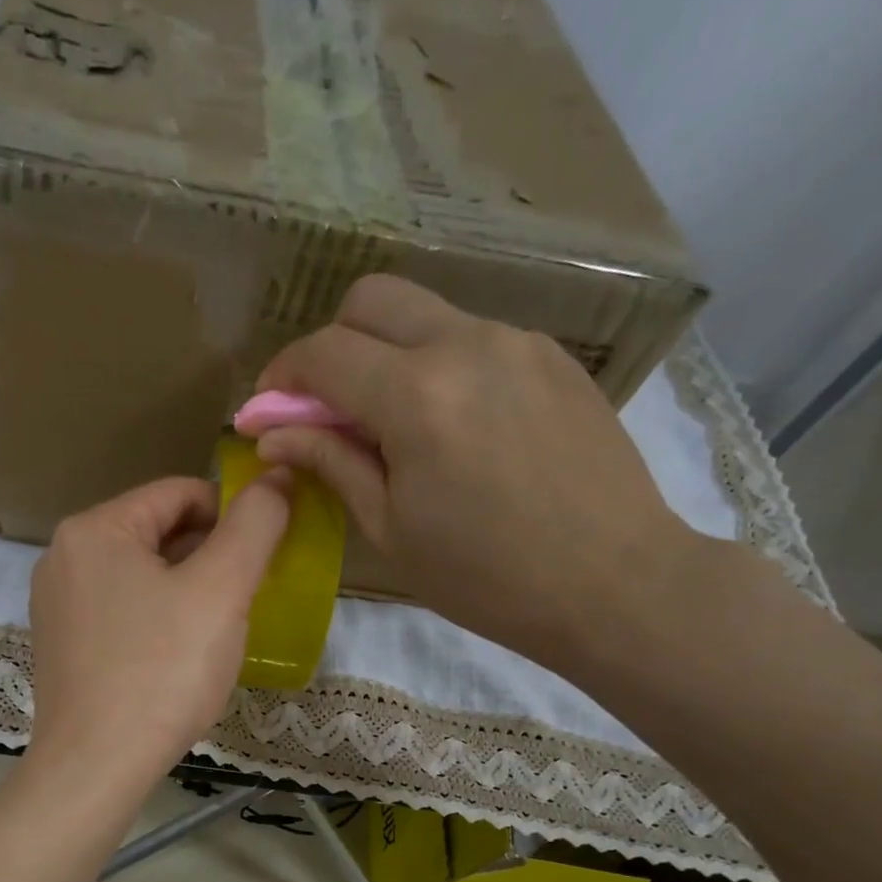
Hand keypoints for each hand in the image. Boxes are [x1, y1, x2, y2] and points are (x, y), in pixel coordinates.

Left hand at [26, 474, 290, 789]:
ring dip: (187, 588)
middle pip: (157, 532)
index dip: (233, 512)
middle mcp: (64, 557)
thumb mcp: (220, 591)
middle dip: (210, 554)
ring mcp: (57, 604)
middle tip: (250, 593)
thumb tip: (278, 478)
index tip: (267, 549)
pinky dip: (158, 617)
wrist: (96, 767)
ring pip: (140, 575)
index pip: (178, 493)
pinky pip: (121, 611)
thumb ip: (255, 526)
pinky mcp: (62, 645)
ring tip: (221, 626)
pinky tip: (181, 654)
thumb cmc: (161, 672)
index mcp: (94, 529)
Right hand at [253, 274, 701, 675]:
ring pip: (425, 314)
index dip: (281, 377)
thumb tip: (273, 434)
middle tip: (326, 406)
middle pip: (372, 300)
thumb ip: (331, 462)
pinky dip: (438, 364)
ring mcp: (518, 342)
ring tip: (394, 424)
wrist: (613, 581)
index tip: (267, 411)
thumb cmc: (485, 576)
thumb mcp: (390, 528)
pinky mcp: (552, 356)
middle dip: (331, 344)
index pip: (324, 353)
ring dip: (387, 353)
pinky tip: (452, 426)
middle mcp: (466, 345)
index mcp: (416, 395)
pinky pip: (472, 338)